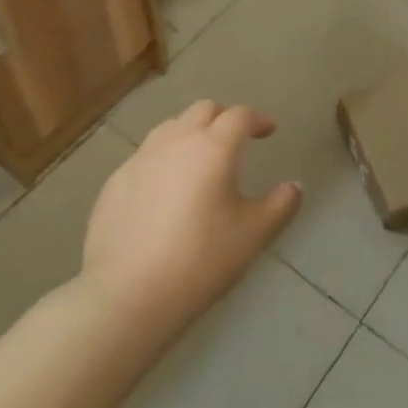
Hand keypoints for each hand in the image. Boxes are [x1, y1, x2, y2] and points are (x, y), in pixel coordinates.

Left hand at [81, 101, 301, 334]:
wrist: (125, 297)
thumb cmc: (199, 261)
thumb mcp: (254, 236)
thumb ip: (280, 205)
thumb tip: (294, 186)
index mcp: (213, 148)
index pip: (239, 116)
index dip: (258, 119)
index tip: (269, 131)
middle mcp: (175, 142)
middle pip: (203, 110)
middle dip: (224, 118)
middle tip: (236, 141)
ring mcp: (140, 160)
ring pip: (170, 128)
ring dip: (191, 133)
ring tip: (200, 160)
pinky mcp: (114, 182)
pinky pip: (145, 156)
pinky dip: (164, 159)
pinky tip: (165, 192)